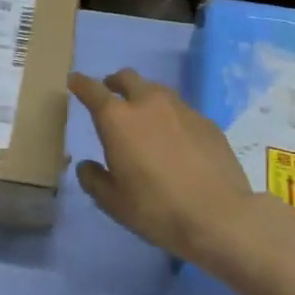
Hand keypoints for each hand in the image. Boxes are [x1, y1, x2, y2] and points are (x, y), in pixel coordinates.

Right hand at [69, 69, 264, 261]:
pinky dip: (170, 117)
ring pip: (157, 91)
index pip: (92, 90)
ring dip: (144, 97)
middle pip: (128, 78)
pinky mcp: (207, 122)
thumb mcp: (113, 202)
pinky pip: (181, 110)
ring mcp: (182, 110)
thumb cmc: (156, 209)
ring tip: (143, 118)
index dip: (81, 84)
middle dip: (114, 82)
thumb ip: (94, 179)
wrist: (220, 217)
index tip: (74, 81)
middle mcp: (148, 104)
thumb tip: (87, 166)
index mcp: (118, 120)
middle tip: (110, 94)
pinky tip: (175, 140)